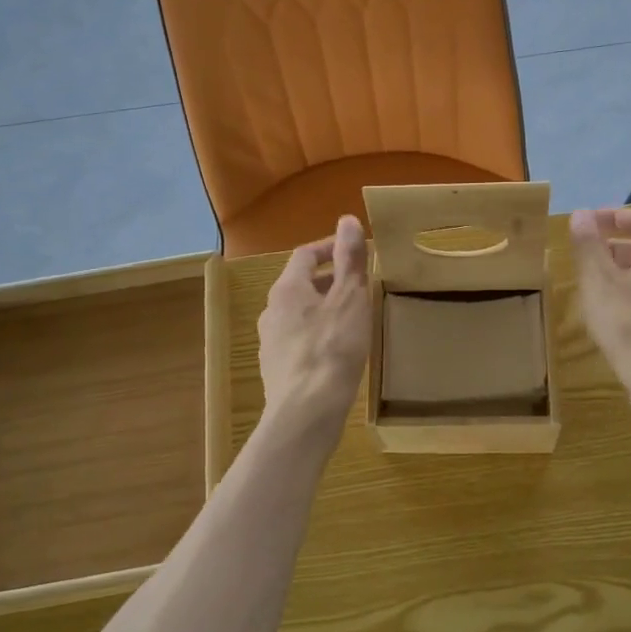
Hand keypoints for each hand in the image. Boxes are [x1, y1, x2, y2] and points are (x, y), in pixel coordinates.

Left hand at [258, 215, 371, 425]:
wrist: (306, 412)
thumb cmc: (332, 348)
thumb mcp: (350, 297)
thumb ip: (350, 259)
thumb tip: (347, 219)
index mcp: (287, 289)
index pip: (305, 255)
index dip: (330, 247)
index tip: (355, 251)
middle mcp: (271, 311)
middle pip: (300, 284)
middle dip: (330, 280)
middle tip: (360, 285)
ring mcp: (270, 342)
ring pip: (299, 314)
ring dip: (323, 308)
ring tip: (352, 318)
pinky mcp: (276, 370)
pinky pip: (298, 340)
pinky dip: (317, 334)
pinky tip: (337, 351)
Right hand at [569, 207, 630, 407]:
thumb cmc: (629, 325)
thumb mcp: (599, 282)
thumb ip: (589, 246)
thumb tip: (581, 214)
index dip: (617, 217)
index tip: (593, 222)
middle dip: (620, 247)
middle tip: (592, 256)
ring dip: (630, 273)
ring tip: (602, 287)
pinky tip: (622, 318)